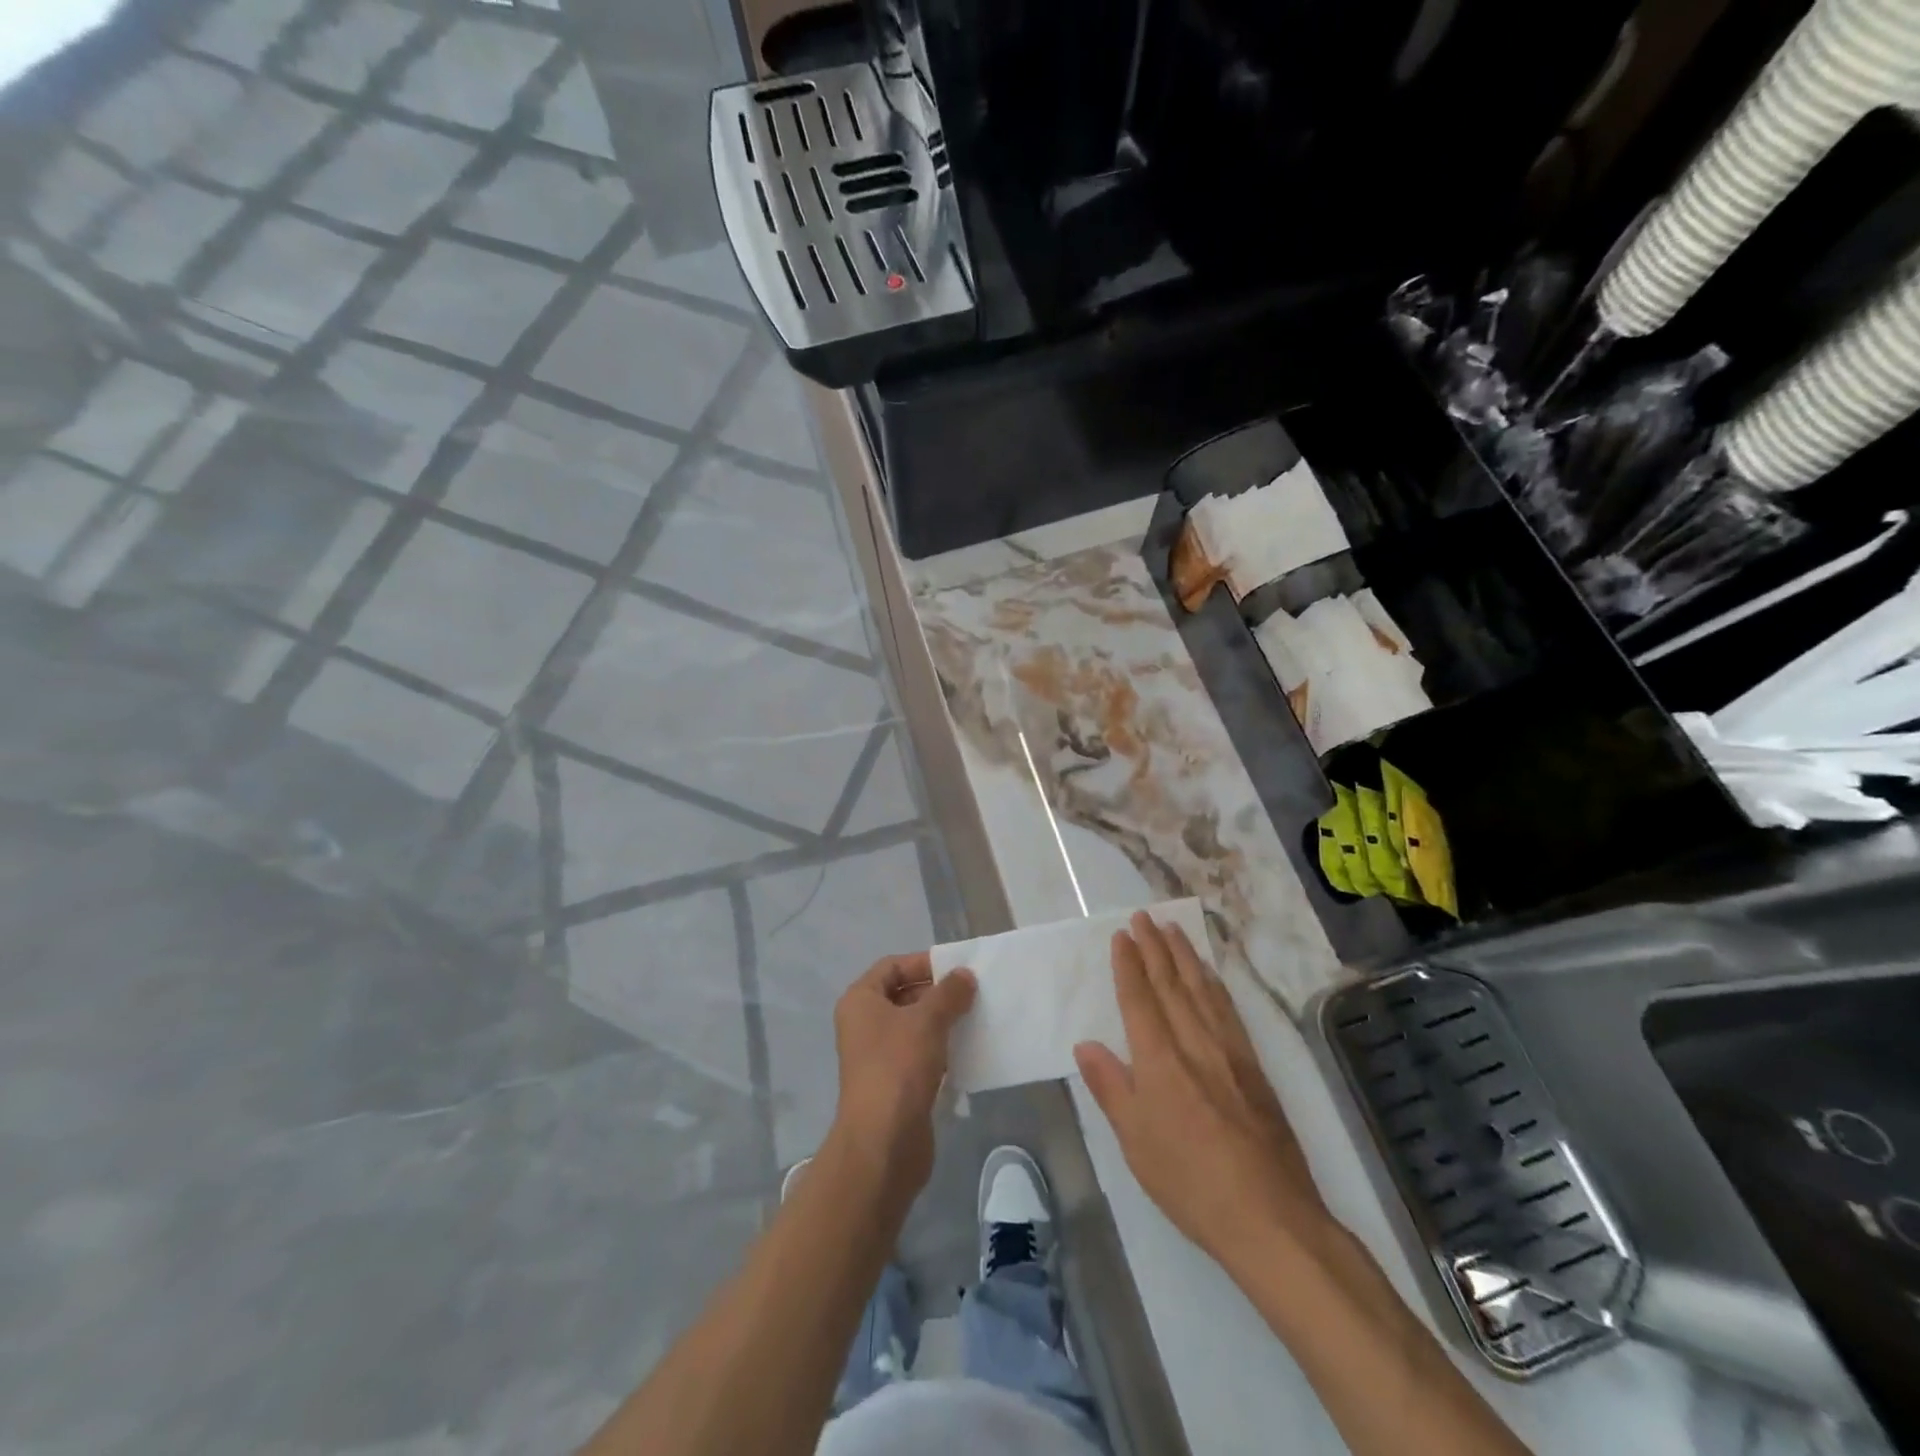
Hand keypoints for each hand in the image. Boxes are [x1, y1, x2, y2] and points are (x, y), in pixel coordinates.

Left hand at [830, 952, 975, 1196]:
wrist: (883, 1143)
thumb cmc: (898, 1067)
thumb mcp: (927, 1020)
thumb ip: (949, 993)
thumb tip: (965, 975)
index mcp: (861, 1001)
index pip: (892, 966)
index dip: (923, 963)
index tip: (957, 969)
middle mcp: (864, 1024)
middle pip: (904, 995)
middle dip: (938, 993)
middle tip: (973, 993)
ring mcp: (878, 1056)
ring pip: (915, 1027)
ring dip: (943, 1021)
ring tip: (976, 1018)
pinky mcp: (895, 1083)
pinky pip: (920, 1055)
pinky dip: (942, 1049)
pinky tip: (968, 1050)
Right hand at [1074, 913, 1329, 1271]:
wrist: (1270, 1217)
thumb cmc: (1190, 1182)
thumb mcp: (1136, 1142)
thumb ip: (1111, 1088)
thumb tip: (1085, 1045)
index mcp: (1160, 1061)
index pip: (1140, 999)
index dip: (1129, 964)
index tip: (1122, 935)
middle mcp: (1194, 1044)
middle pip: (1171, 984)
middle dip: (1155, 947)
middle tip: (1144, 916)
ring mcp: (1229, 1052)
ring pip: (1202, 990)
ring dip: (1186, 956)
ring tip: (1173, 929)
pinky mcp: (1254, 1067)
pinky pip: (1229, 1011)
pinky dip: (1215, 985)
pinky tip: (1211, 976)